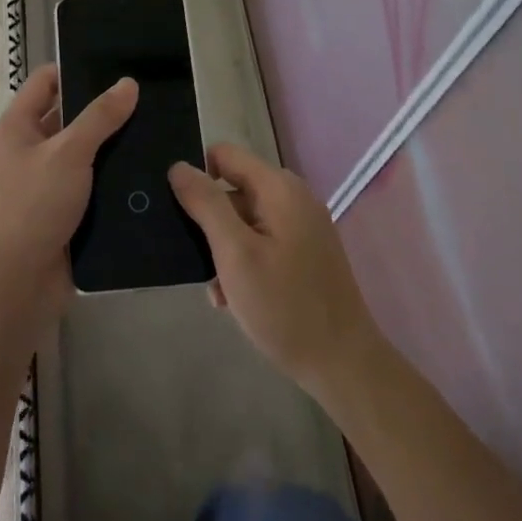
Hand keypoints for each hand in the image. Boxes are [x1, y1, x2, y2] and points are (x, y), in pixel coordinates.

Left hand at [0, 64, 136, 317]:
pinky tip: (145, 171)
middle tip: (146, 99)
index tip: (115, 67)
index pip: (45, 82)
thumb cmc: (34, 204)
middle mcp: (28, 150)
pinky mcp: (62, 211)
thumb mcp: (69, 152)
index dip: (75, 70)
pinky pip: (89, 185)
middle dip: (101, 110)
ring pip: (82, 153)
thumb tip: (128, 83)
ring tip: (155, 131)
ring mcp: (45, 182)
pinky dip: (111, 178)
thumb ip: (100, 117)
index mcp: (17, 126)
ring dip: (110, 146)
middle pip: (67, 117)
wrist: (19, 281)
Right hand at [169, 144, 382, 396]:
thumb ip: (206, 204)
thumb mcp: (235, 253)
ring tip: (216, 289)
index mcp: (279, 188)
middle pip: (233, 189)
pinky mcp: (305, 253)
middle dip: (210, 221)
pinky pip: (261, 242)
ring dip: (224, 249)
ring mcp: (302, 226)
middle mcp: (293, 198)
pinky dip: (243, 262)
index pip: (224, 155)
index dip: (197, 176)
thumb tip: (178, 166)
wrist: (343, 365)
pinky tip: (233, 298)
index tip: (180, 212)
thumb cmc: (284, 306)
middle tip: (198, 261)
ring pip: (243, 220)